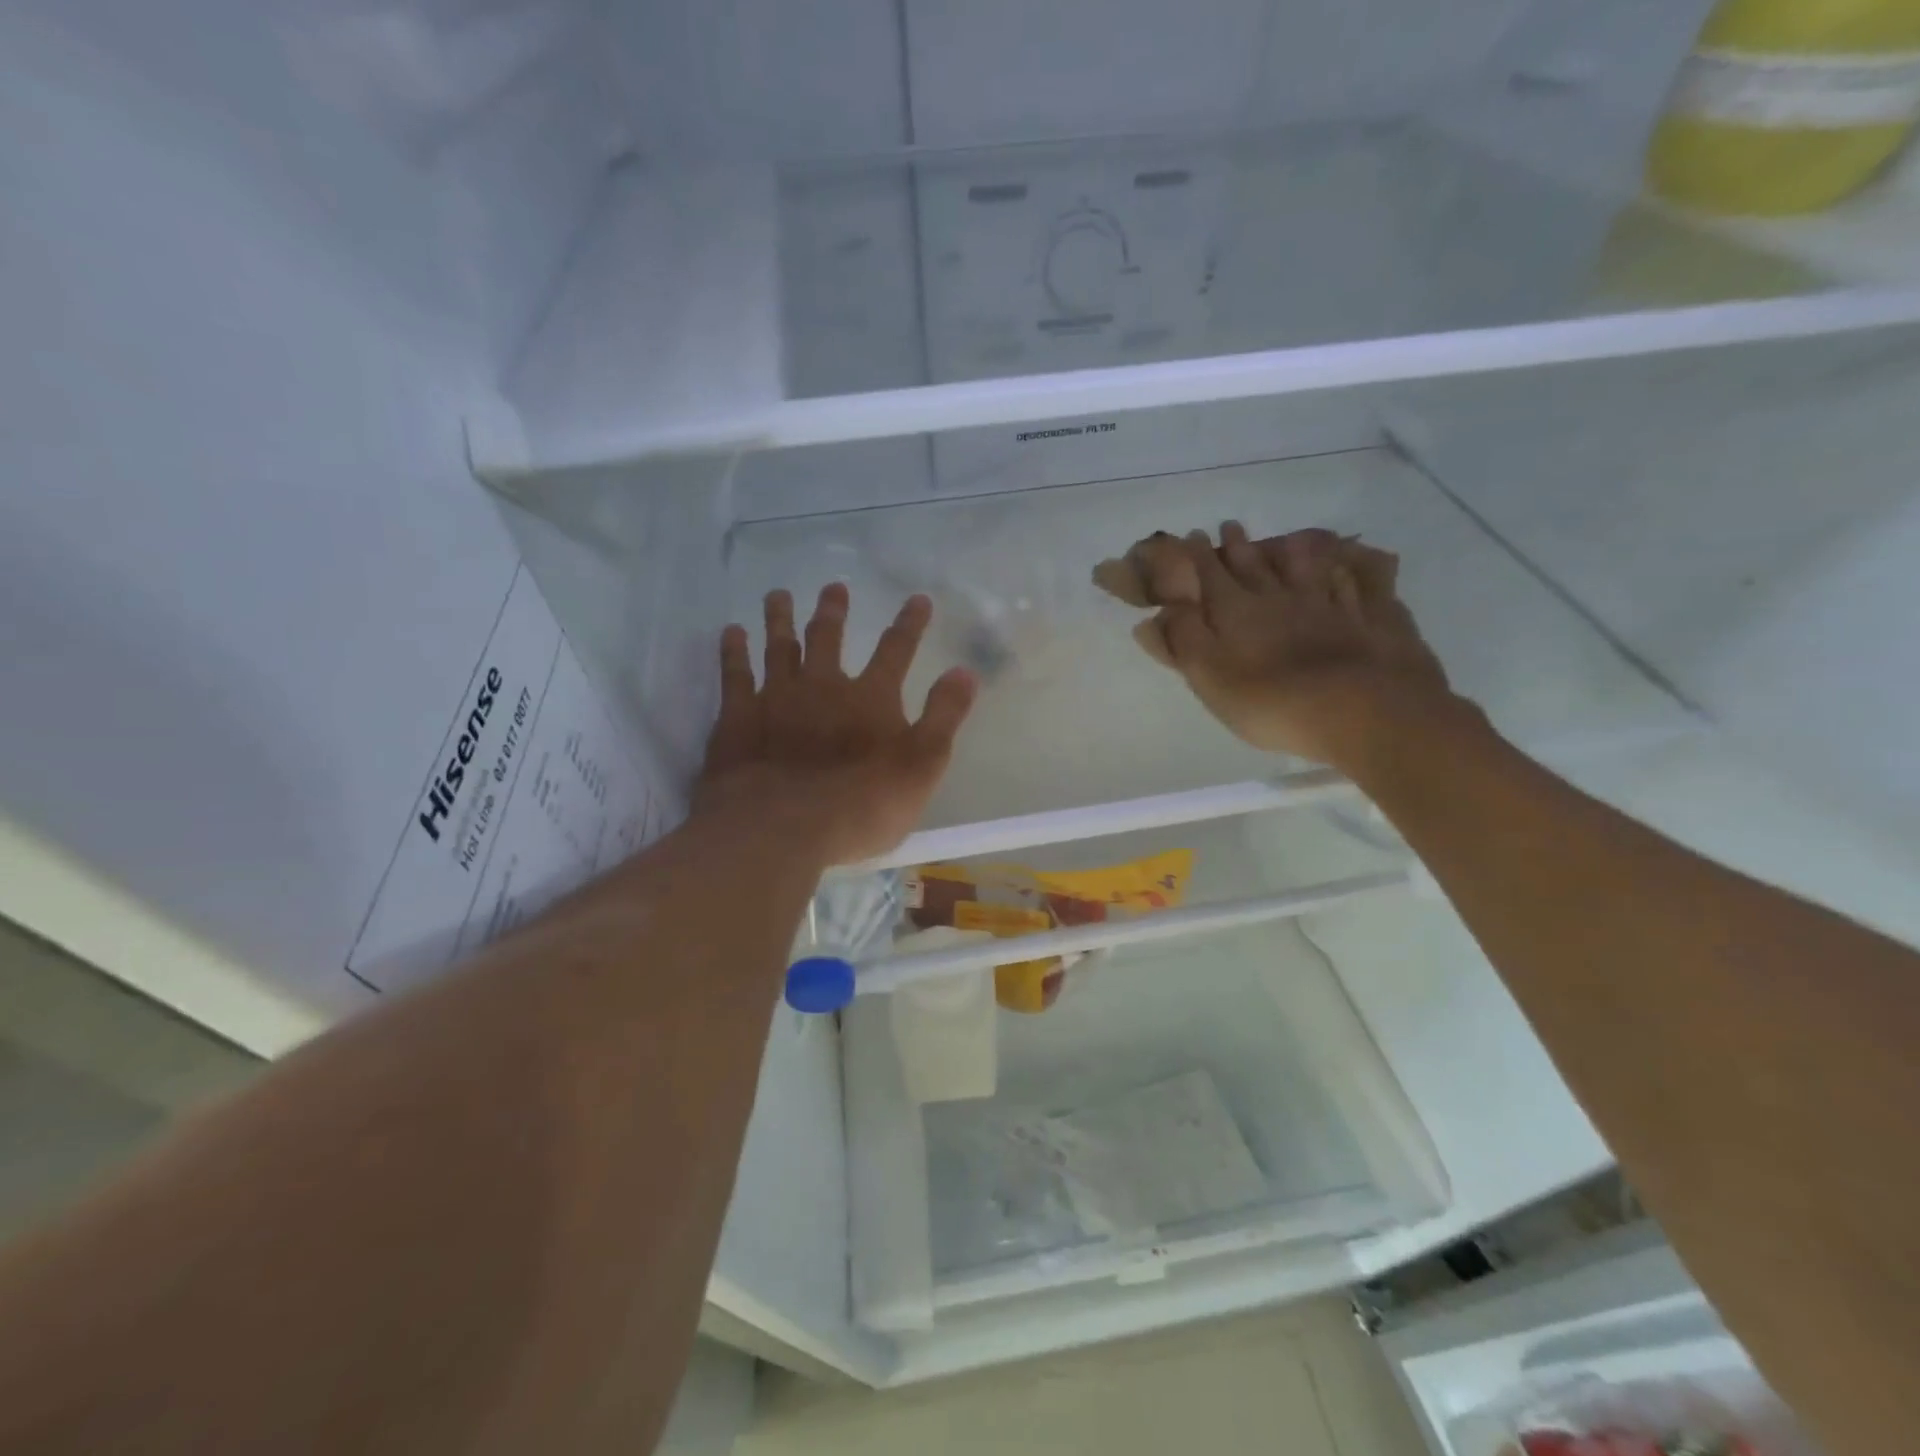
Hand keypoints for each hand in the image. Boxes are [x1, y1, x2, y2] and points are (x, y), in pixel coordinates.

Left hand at [694, 585, 977, 865]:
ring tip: (777, 595)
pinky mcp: (737, 717)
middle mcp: (823, 685)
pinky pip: (734, 673)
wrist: (782, 828)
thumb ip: (944, 716)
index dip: (910, 624)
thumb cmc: (862, 804)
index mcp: (870, 698)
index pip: (897, 650)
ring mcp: (776, 697)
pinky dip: (733, 650)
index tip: (918, 600)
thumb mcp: (922, 766)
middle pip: (828, 638)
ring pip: (778, 646)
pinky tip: (732, 632)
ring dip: (780, 619)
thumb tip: (965, 671)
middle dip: (833, 611)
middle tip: (833, 587)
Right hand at [1098, 523, 1461, 771]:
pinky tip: (1347, 565)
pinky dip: (1347, 572)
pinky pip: (1356, 586)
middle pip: (1255, 566)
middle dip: (1238, 546)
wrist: (1363, 711)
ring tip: (1284, 539)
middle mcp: (1280, 598)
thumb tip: (1154, 614)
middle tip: (1229, 526)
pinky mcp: (1371, 619)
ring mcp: (1329, 605)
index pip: (1211, 576)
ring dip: (1291, 552)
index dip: (1197, 556)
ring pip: (1305, 569)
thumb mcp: (1209, 677)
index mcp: (1237, 612)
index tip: (1189, 535)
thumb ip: (1182, 641)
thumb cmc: (1272, 701)